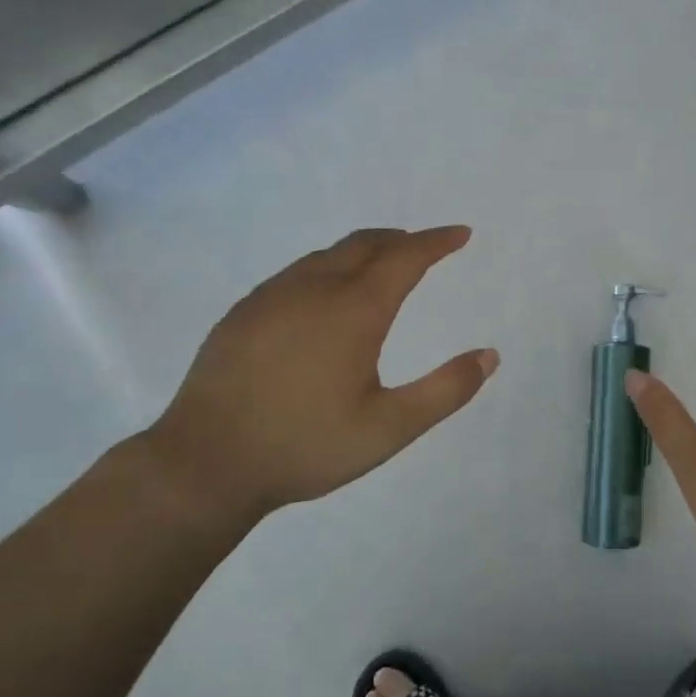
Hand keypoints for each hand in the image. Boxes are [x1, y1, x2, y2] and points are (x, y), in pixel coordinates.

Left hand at [141, 226, 496, 537]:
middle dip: (400, 240)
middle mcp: (312, 290)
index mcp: (354, 311)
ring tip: (380, 265)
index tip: (460, 234)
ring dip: (362, 251)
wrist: (206, 462)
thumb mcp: (389, 429)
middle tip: (424, 246)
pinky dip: (326, 268)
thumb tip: (489, 356)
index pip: (405, 259)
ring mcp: (271, 298)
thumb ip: (445, 391)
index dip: (437, 242)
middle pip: (363, 245)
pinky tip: (323, 296)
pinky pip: (295, 273)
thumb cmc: (306, 446)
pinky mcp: (242, 313)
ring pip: (326, 256)